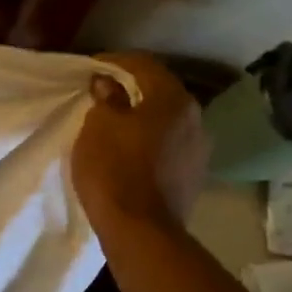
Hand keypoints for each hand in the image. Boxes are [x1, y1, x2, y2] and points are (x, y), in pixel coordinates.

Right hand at [70, 51, 209, 226]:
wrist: (140, 230)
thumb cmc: (114, 168)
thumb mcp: (98, 125)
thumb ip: (107, 98)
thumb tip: (109, 84)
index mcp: (173, 99)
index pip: (144, 65)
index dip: (116, 61)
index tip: (93, 66)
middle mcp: (195, 118)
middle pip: (161, 90)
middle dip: (132, 87)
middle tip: (104, 89)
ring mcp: (198, 149)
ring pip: (167, 119)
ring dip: (143, 115)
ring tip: (116, 120)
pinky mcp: (193, 175)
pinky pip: (169, 144)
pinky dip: (150, 138)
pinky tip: (131, 147)